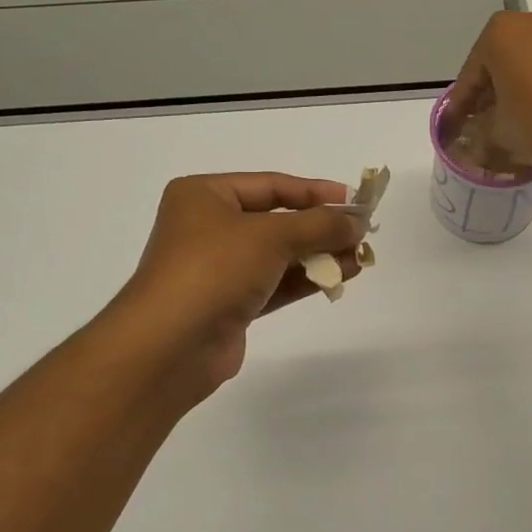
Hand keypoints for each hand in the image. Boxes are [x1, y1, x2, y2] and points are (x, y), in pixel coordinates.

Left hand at [112, 173, 365, 399]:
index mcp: (204, 195)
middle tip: (361, 233)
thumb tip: (357, 221)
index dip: (316, 191)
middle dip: (320, 227)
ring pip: (278, 254)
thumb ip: (319, 225)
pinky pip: (275, 283)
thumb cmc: (213, 270)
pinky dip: (305, 279)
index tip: (356, 200)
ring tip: (360, 257)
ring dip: (319, 255)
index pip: (271, 185)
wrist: (169, 345)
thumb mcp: (271, 236)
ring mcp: (218, 268)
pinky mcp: (229, 303)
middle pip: (276, 220)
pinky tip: (340, 277)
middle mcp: (208, 227)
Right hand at [444, 7, 531, 170]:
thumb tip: (478, 138)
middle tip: (488, 121)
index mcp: (501, 33)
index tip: (455, 126)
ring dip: (526, 86)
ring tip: (524, 120)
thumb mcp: (499, 134)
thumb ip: (481, 132)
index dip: (461, 105)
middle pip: (504, 60)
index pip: (471, 74)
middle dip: (495, 90)